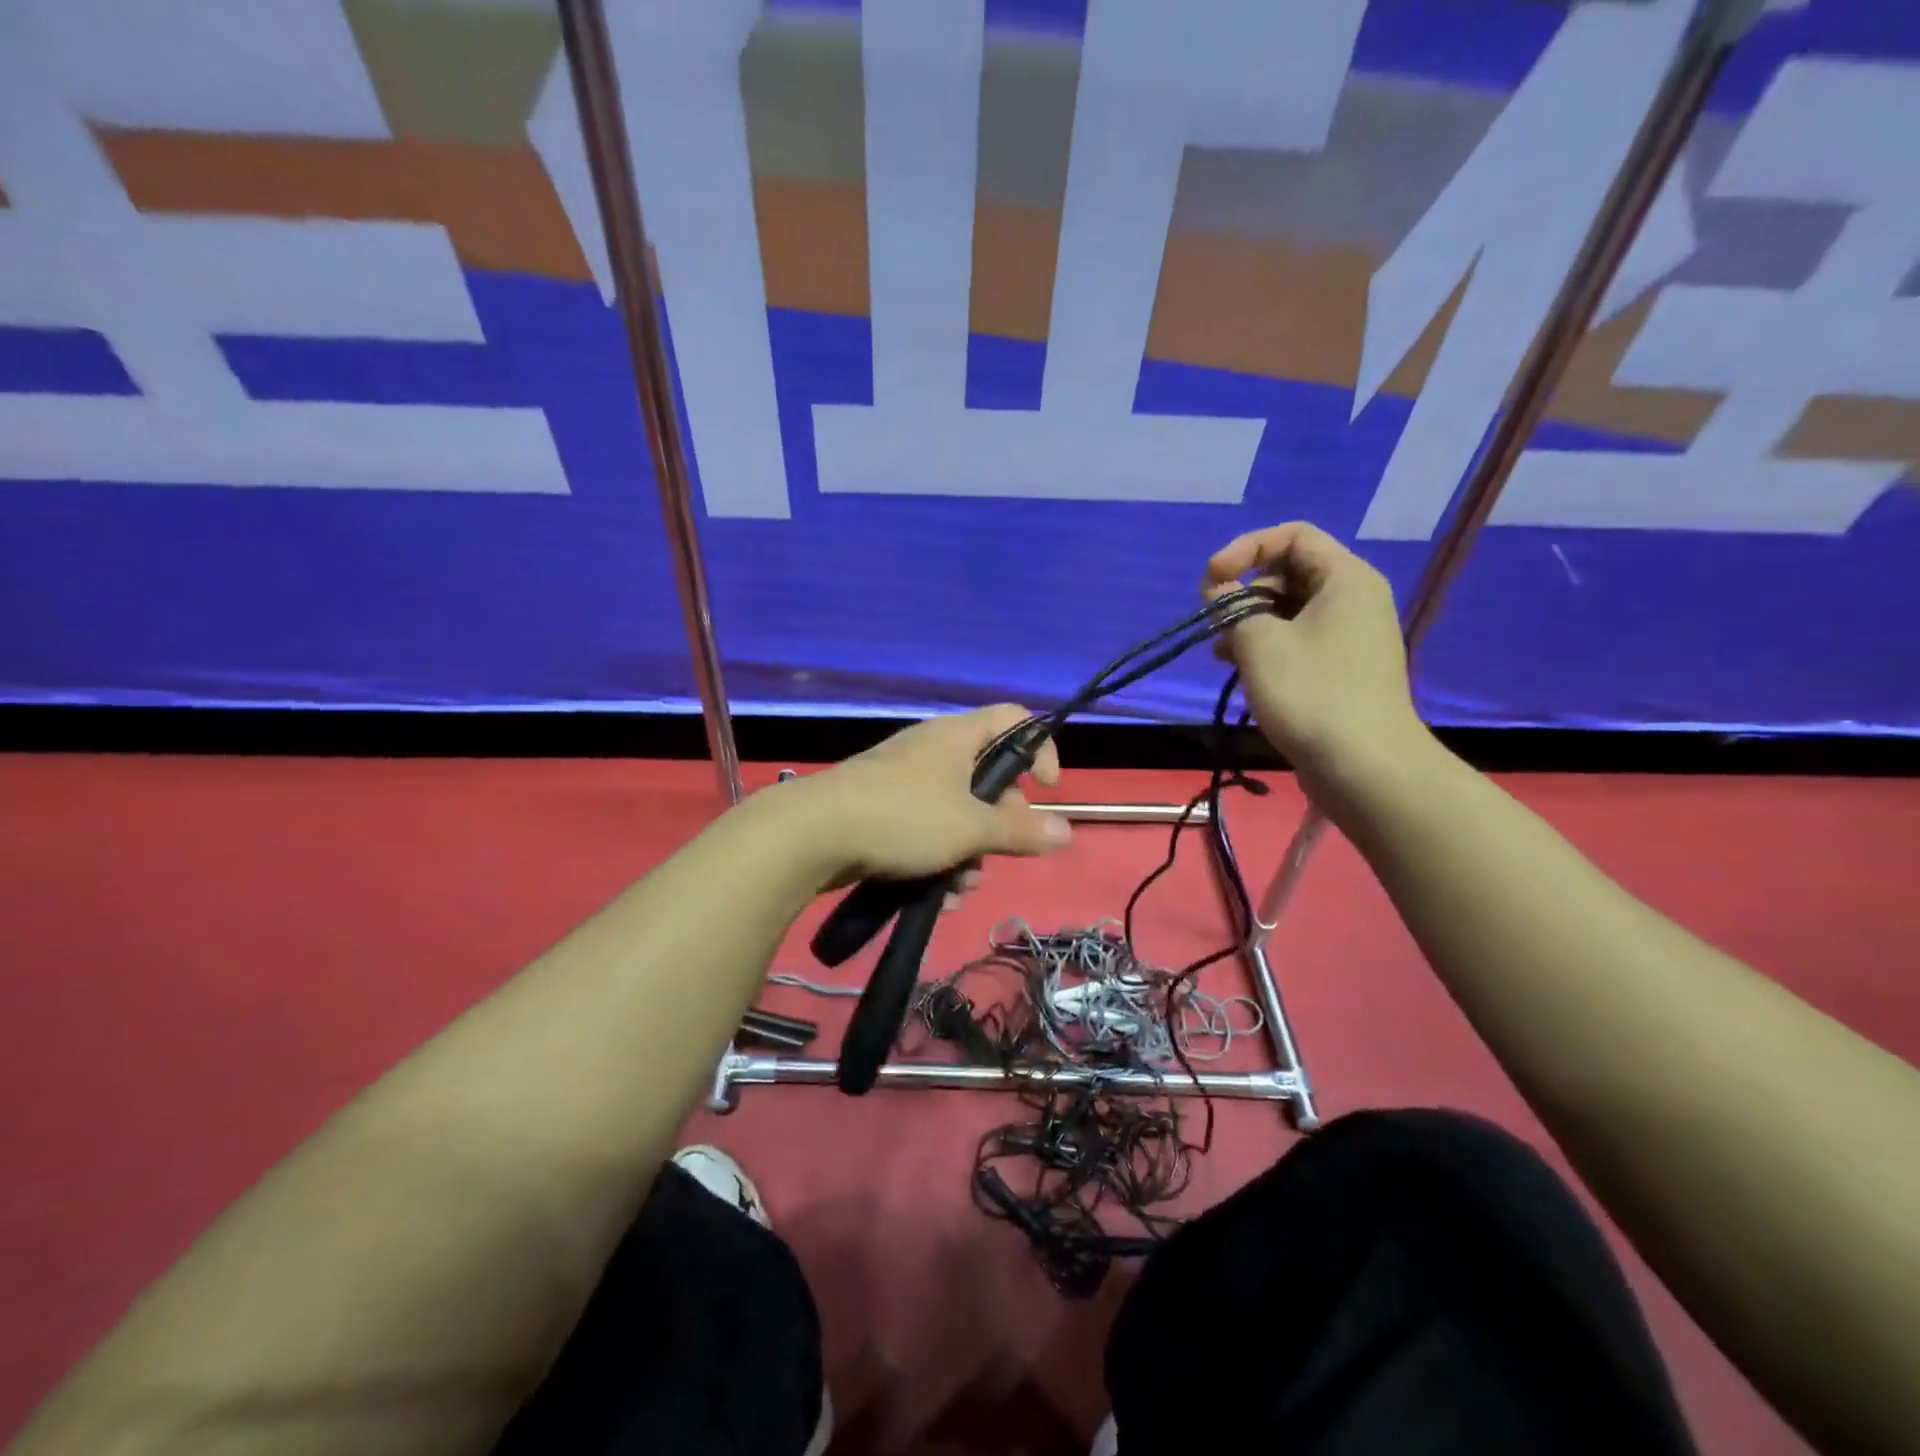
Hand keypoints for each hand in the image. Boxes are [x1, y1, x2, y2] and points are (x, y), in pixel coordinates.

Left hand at [788, 705, 1070, 887]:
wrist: (811, 834)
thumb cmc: (902, 817)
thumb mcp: (969, 828)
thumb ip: (1020, 830)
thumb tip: (1068, 830)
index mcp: (957, 737)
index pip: (1015, 719)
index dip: (1040, 749)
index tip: (1047, 790)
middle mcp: (932, 751)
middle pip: (987, 777)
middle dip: (999, 823)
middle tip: (998, 853)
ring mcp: (903, 781)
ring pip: (956, 813)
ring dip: (968, 853)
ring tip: (960, 888)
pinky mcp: (881, 811)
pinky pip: (925, 831)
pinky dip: (937, 859)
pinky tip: (936, 895)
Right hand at [1206, 522, 1429, 804]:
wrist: (1364, 766)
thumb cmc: (1311, 693)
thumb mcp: (1259, 643)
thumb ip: (1231, 606)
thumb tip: (1219, 589)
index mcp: (1345, 578)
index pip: (1292, 536)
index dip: (1245, 548)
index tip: (1212, 580)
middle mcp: (1353, 598)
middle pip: (1290, 572)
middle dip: (1245, 591)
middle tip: (1214, 622)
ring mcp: (1350, 636)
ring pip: (1289, 610)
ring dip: (1250, 623)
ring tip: (1220, 652)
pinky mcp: (1341, 669)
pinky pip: (1299, 640)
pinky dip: (1267, 647)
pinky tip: (1240, 670)